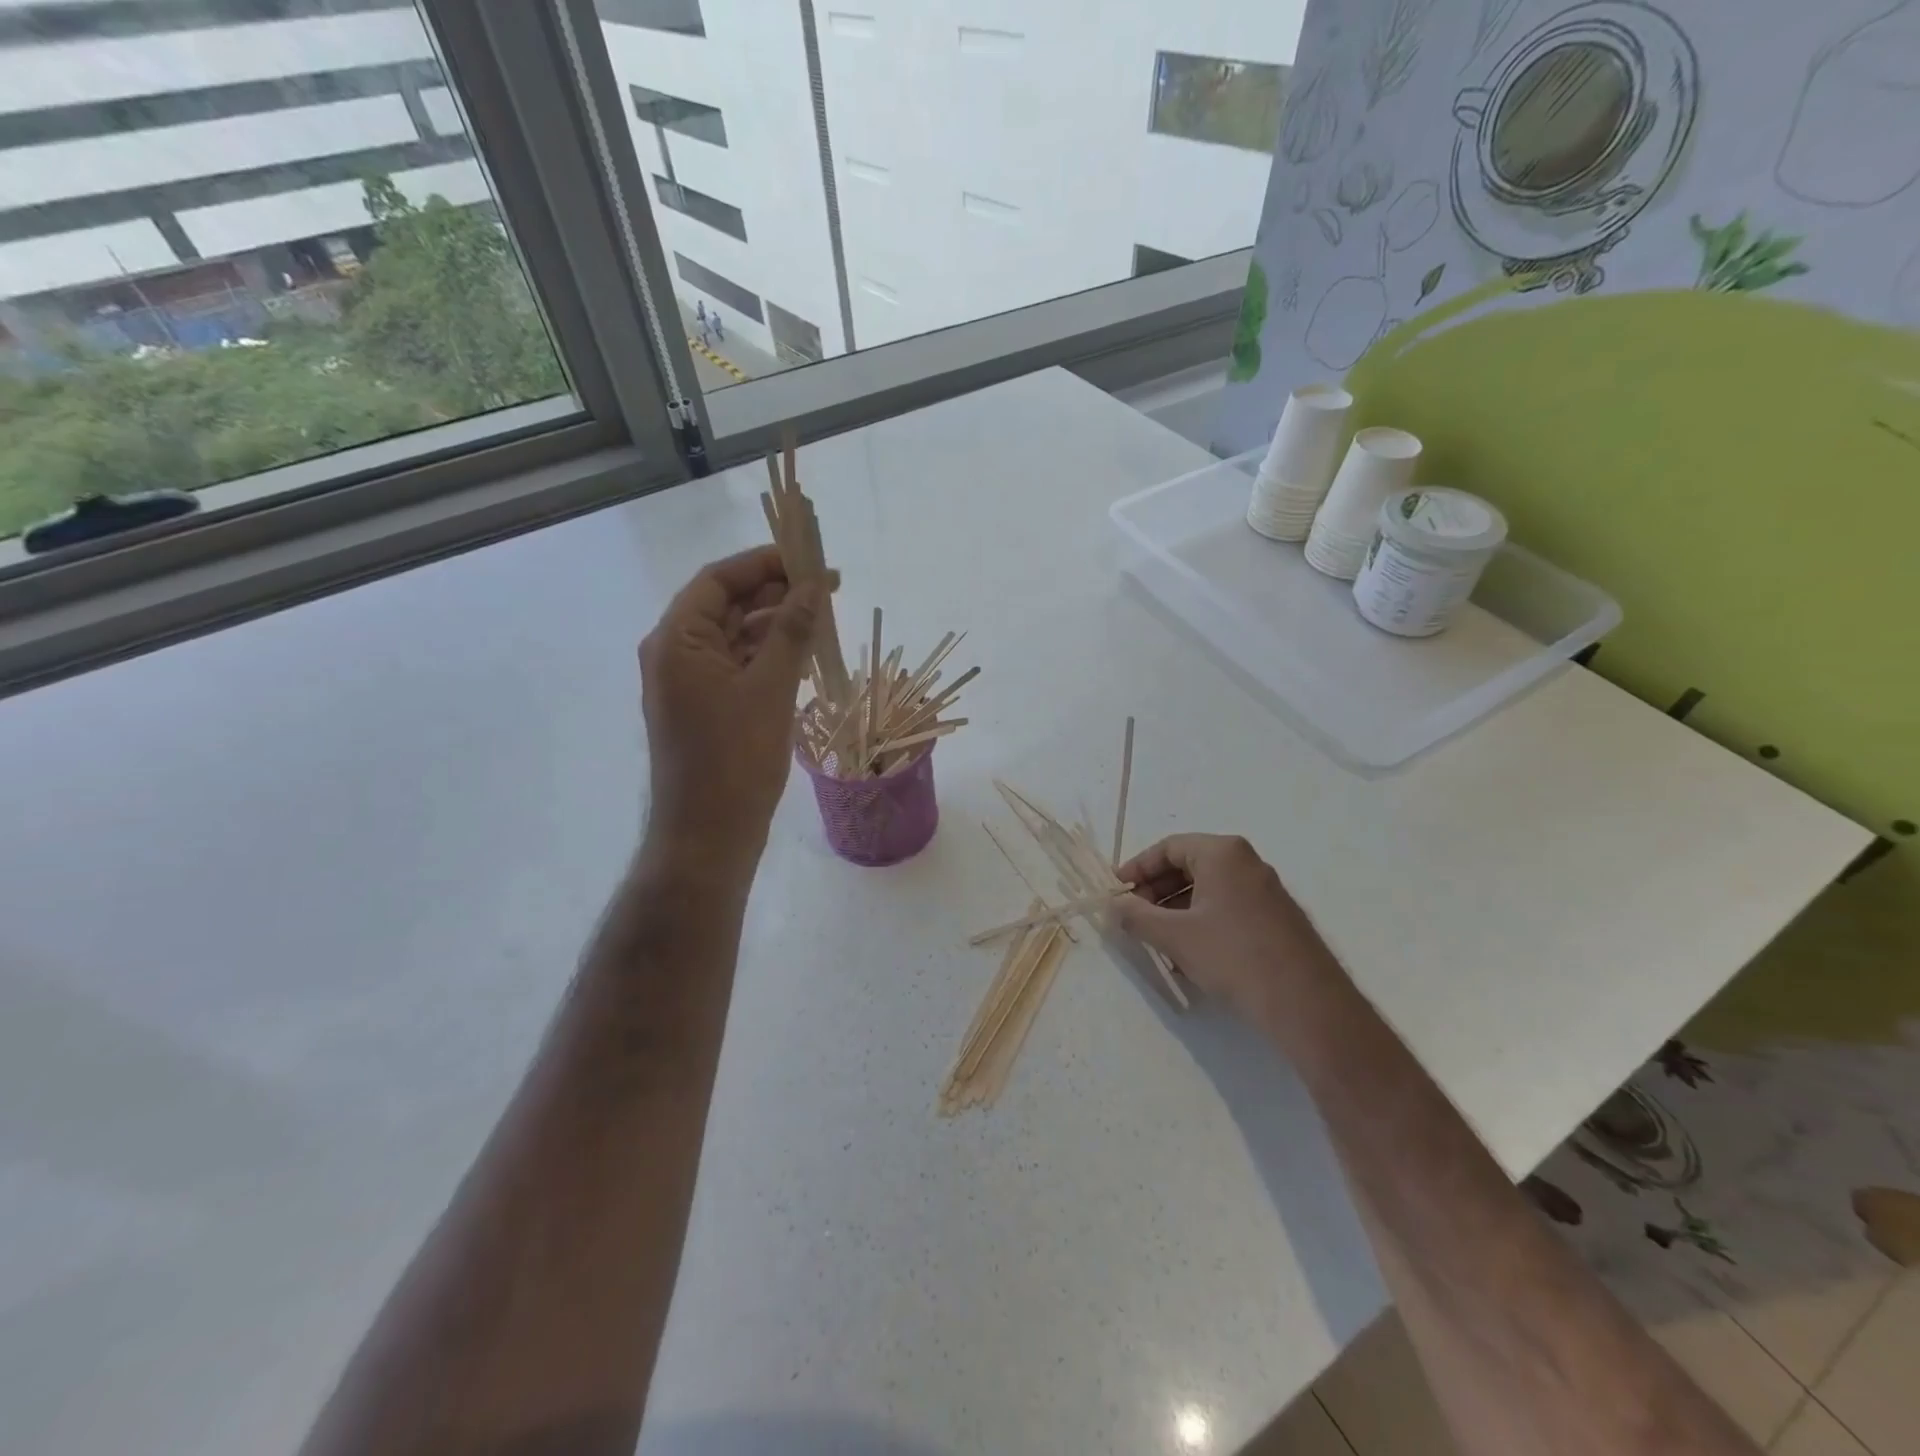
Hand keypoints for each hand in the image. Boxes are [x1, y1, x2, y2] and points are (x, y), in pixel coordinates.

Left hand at [639, 546, 827, 874]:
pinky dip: (770, 656)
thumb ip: (791, 631)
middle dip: (776, 593)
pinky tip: (805, 655)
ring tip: (824, 619)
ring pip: (736, 636)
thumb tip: (813, 585)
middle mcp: (676, 653)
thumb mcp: (769, 689)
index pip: (719, 580)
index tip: (809, 558)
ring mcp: (690, 682)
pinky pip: (739, 666)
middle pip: (727, 605)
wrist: (708, 834)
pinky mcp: (707, 707)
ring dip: (777, 625)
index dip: (764, 563)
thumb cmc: (735, 760)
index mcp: (677, 640)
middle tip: (828, 589)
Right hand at [1113, 834, 1339, 1026]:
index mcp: (1222, 853)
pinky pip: (1228, 907)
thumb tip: (1113, 905)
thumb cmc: (1232, 956)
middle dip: (1156, 891)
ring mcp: (1266, 890)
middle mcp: (1247, 862)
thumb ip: (1136, 916)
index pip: (1167, 847)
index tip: (1117, 892)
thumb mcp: (1174, 936)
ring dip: (1176, 910)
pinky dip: (1202, 921)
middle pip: (1188, 866)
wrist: (1305, 1003)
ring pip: (1208, 889)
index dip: (1137, 868)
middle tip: (1133, 917)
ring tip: (1157, 940)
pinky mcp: (1277, 918)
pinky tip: (1189, 954)